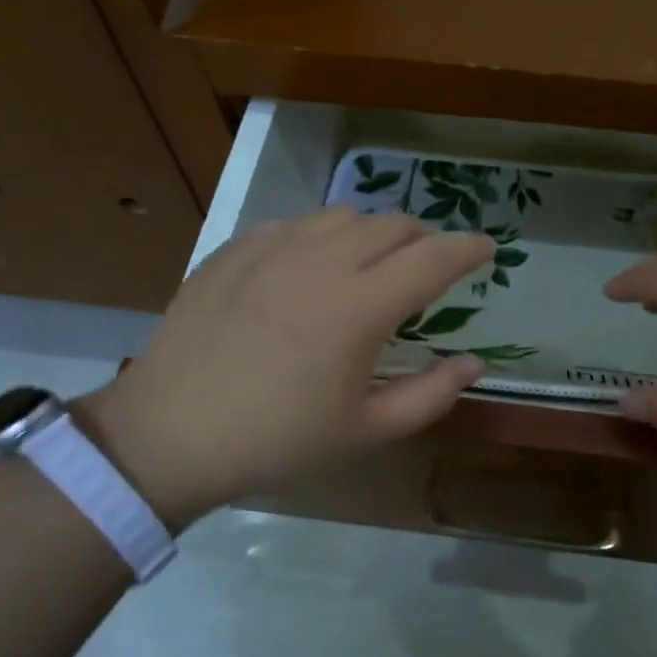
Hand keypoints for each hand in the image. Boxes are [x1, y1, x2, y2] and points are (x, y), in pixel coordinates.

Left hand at [80, 210, 492, 524]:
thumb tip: (472, 363)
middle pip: (393, 225)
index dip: (469, 249)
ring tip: (369, 266)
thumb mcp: (366, 430)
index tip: (487, 250)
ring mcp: (272, 249)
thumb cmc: (278, 441)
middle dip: (424, 240)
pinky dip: (320, 237)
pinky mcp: (233, 251)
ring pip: (343, 215)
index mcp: (360, 307)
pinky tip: (309, 269)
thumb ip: (431, 395)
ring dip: (372, 234)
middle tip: (427, 270)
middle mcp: (322, 262)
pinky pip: (294, 224)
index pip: (434, 259)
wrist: (169, 436)